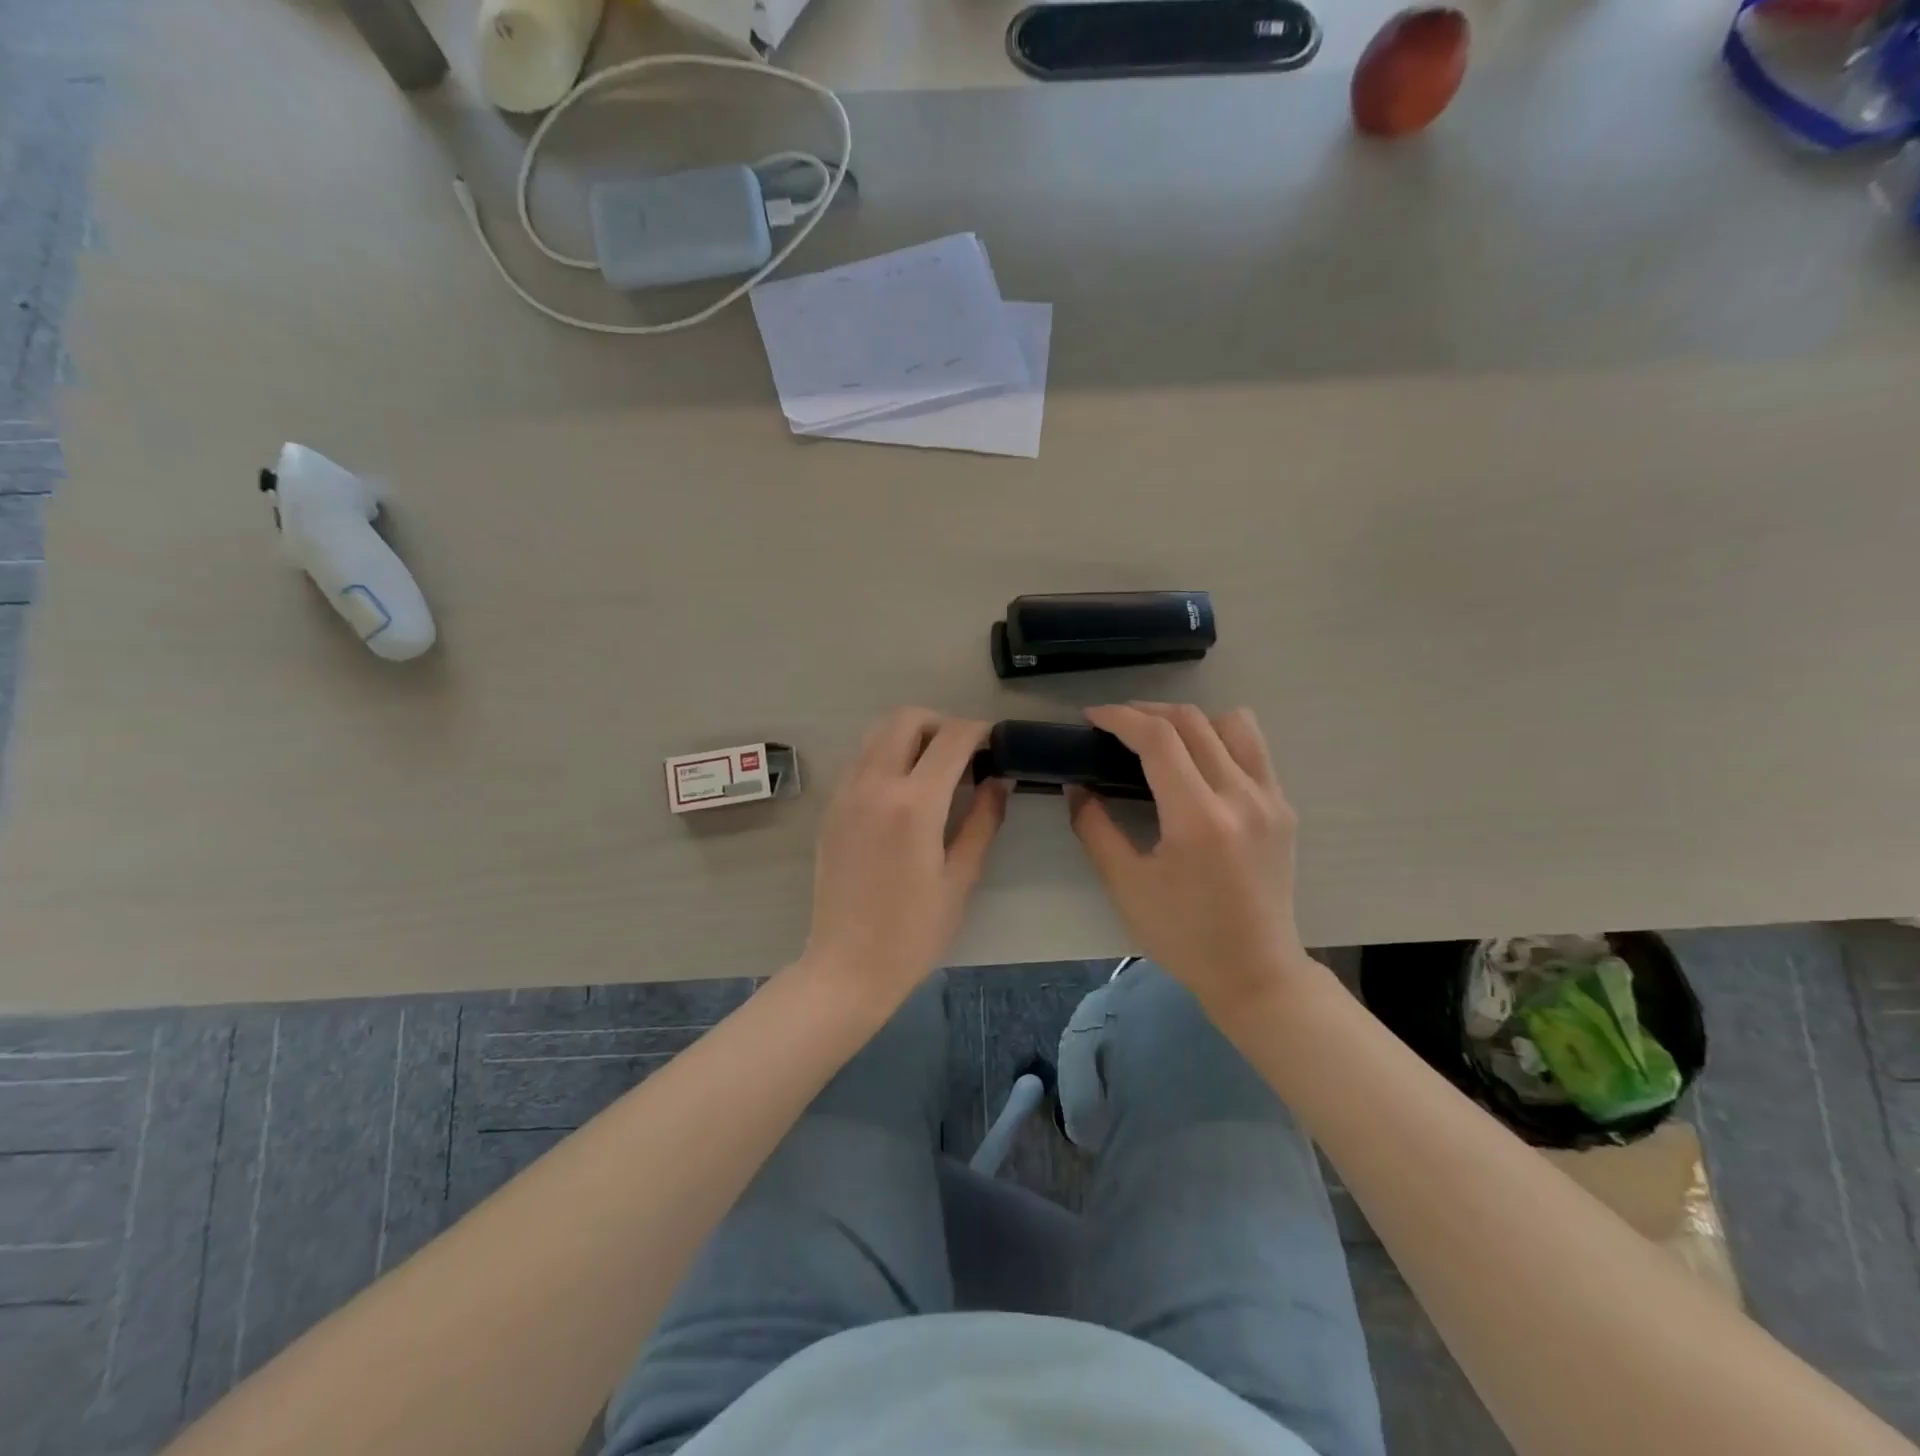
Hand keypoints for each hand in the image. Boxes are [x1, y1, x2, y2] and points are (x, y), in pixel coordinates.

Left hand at [802, 708, 1009, 1005]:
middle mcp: (875, 784)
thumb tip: (1000, 780)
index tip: (996, 744)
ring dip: (910, 736)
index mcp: (914, 804)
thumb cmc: (913, 931)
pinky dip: (886, 756)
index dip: (979, 731)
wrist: (847, 966)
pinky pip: (861, 760)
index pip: (951, 738)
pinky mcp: (831, 808)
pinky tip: (904, 792)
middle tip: (964, 754)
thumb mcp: (961, 877)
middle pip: (907, 719)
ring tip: (935, 769)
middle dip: (941, 723)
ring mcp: (846, 794)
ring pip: (877, 733)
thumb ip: (983, 820)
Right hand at [1068, 703, 1315, 1012]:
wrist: (1255, 972)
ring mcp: (1270, 800)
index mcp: (1199, 818)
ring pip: (1233, 723)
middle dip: (1146, 712)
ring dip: (1190, 720)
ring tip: (1161, 740)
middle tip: (1115, 725)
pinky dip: (1220, 740)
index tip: (1092, 718)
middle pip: (1192, 721)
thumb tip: (1078, 786)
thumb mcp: (1125, 885)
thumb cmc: (1183, 935)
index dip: (1120, 718)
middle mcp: (1241, 797)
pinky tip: (1197, 766)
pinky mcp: (1283, 809)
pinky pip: (1254, 750)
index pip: (1158, 739)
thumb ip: (1094, 828)